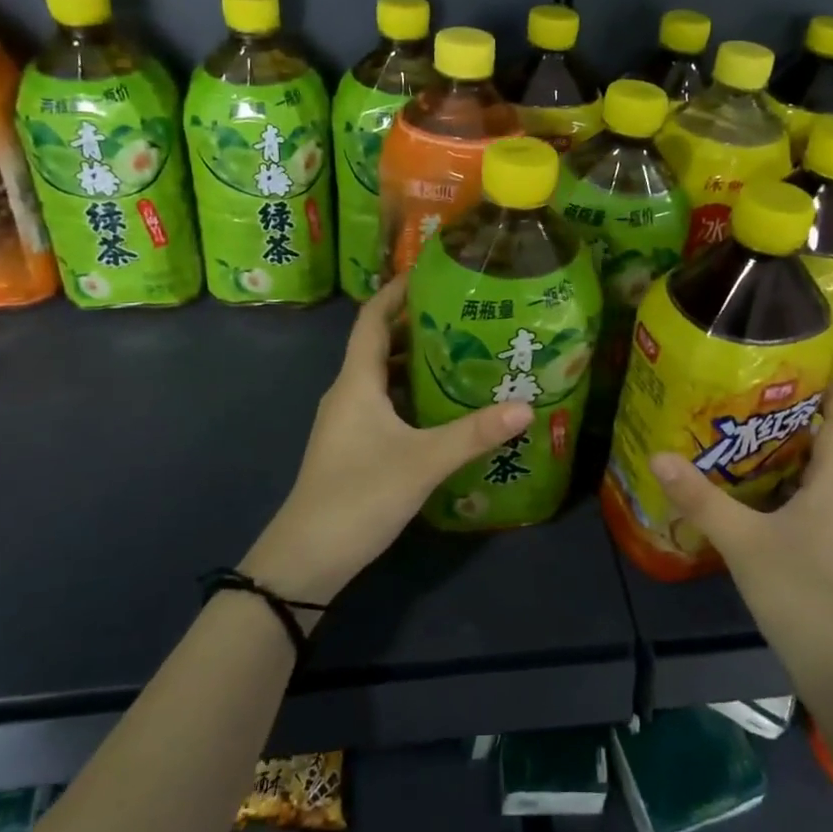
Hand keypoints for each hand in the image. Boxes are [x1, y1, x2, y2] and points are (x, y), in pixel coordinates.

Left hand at [241, 275, 531, 607]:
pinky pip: (384, 403)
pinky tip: (443, 407)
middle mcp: (348, 393)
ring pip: (383, 377)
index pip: (372, 319)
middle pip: (380, 344)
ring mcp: (348, 422)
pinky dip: (411, 394)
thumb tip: (526, 406)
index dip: (396, 291)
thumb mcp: (423, 462)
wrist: (306, 558)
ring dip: (416, 361)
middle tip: (465, 314)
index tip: (431, 272)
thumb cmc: (359, 496)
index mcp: (356, 382)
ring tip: (463, 353)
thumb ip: (473, 434)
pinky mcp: (353, 446)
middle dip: (417, 325)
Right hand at [649, 386, 832, 672]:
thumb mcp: (741, 541)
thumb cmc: (798, 592)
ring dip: (824, 442)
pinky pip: (826, 494)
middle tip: (796, 394)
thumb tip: (659, 454)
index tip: (806, 366)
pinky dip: (808, 474)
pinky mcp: (829, 546)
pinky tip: (769, 479)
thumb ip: (700, 499)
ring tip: (778, 424)